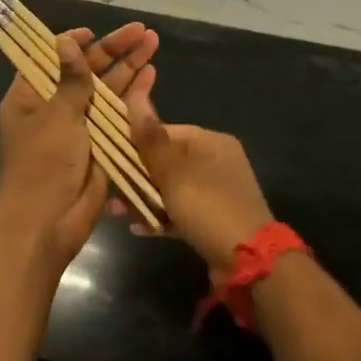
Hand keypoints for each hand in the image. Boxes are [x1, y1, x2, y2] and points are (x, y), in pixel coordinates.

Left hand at [0, 23, 159, 275]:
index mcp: (30, 97)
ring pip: (105, 89)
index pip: (50, 59)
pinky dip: (133, 95)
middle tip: (142, 31)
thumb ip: (71, 78)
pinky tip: (151, 75)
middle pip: (85, 71)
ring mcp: (79, 126)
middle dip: (113, 50)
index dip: (72, 43)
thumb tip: (66, 40)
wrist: (50, 221)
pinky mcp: (100, 144)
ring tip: (153, 43)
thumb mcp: (57, 115)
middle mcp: (54, 107)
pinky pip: (117, 114)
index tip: (93, 32)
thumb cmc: (44, 162)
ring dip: (128, 67)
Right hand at [121, 75, 274, 271]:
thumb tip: (135, 98)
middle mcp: (216, 162)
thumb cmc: (208, 207)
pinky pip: (180, 211)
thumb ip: (151, 140)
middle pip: (167, 162)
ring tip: (118, 213)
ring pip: (171, 189)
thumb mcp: (174, 173)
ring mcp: (216, 192)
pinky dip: (160, 216)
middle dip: (137, 176)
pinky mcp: (213, 219)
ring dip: (144, 199)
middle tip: (111, 190)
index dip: (138, 143)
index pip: (167, 132)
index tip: (112, 157)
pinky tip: (137, 227)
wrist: (248, 262)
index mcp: (212, 143)